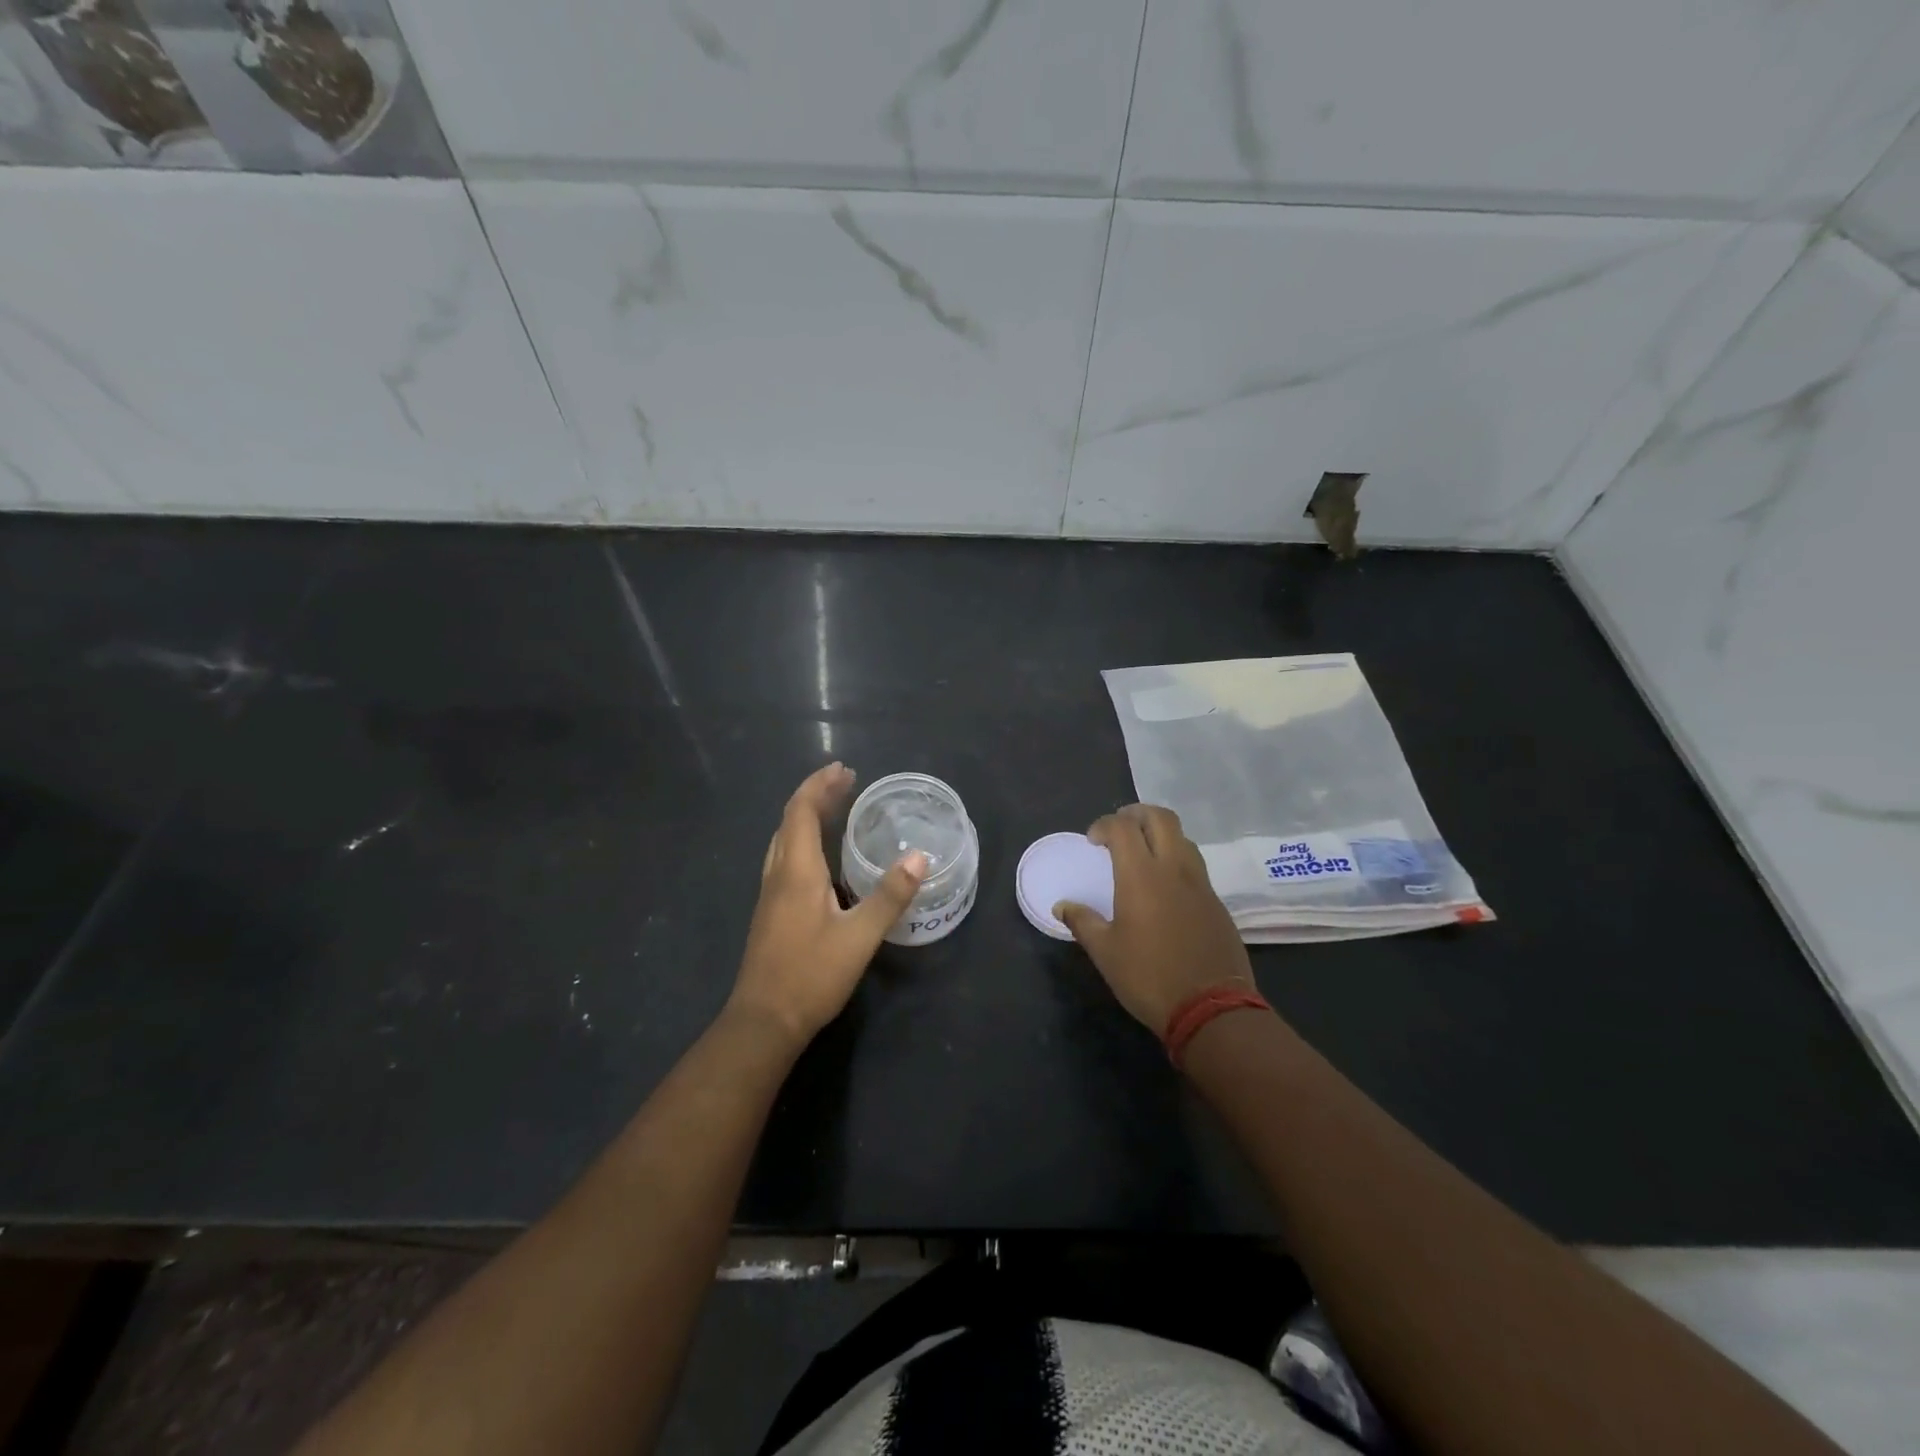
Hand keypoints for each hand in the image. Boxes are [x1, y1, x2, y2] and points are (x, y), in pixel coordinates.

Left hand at [730, 763, 927, 1046]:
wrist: (763, 1022)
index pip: (801, 812)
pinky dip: (803, 840)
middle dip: (815, 795)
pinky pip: (784, 858)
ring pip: (784, 840)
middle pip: (790, 820)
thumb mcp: (859, 937)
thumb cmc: (811, 975)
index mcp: (796, 871)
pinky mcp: (770, 912)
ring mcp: (770, 894)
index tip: (844, 770)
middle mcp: (778, 874)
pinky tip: (821, 858)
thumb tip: (919, 857)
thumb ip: (889, 896)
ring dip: (806, 817)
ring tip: (833, 809)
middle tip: (845, 782)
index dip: (820, 786)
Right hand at [1055, 804, 1254, 1035]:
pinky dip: (1177, 860)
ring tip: (1143, 852)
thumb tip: (1062, 906)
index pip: (1123, 828)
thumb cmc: (1149, 977)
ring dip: (1160, 834)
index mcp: (1141, 876)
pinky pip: (1195, 866)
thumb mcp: (1105, 952)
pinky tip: (1165, 886)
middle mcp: (1174, 869)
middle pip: (1161, 818)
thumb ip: (1082, 922)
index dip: (1104, 825)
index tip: (1092, 840)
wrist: (1212, 1008)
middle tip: (1120, 827)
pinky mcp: (1217, 903)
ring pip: (1183, 838)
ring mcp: (1200, 884)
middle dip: (1137, 813)